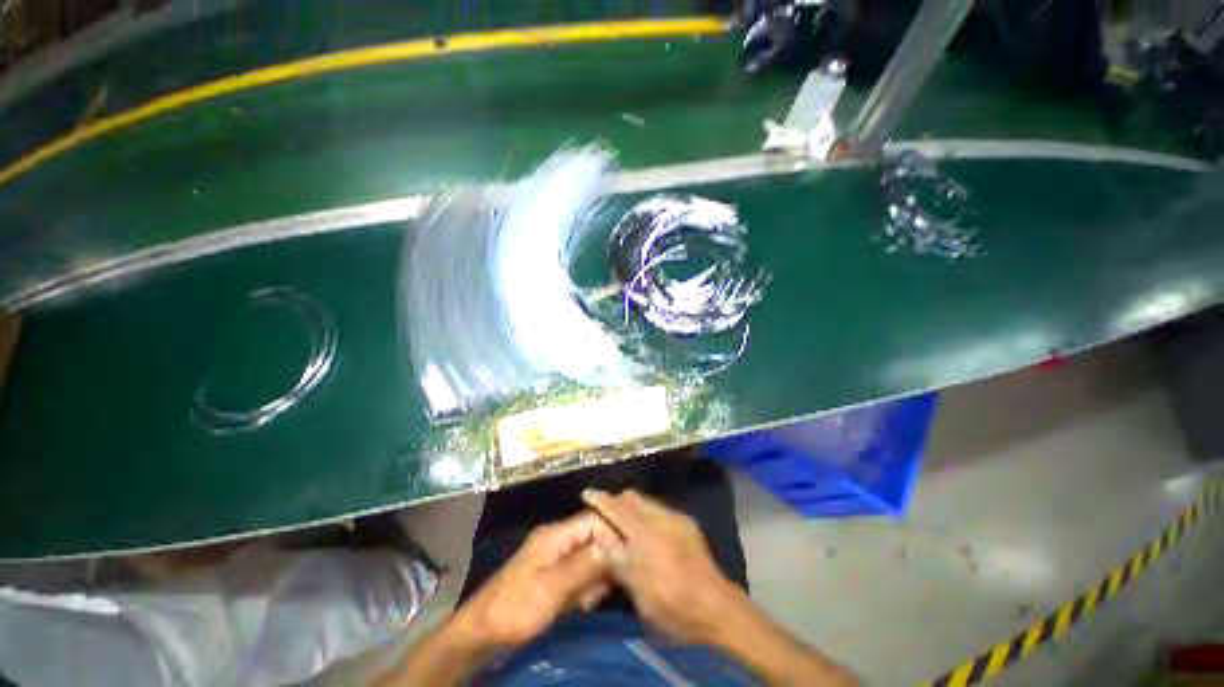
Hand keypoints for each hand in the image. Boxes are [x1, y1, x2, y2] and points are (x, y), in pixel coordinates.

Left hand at [452, 512, 618, 652]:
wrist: (481, 633)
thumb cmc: (515, 609)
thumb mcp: (551, 588)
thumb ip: (584, 565)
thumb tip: (614, 546)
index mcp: (556, 534)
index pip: (594, 520)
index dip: (613, 534)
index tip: (629, 557)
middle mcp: (557, 539)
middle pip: (593, 537)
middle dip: (605, 559)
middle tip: (610, 585)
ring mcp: (553, 557)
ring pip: (587, 556)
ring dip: (595, 576)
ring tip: (593, 599)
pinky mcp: (551, 574)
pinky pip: (577, 572)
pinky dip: (584, 586)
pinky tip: (584, 603)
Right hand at [581, 488, 746, 644]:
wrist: (718, 608)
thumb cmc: (674, 607)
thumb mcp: (639, 592)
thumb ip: (619, 559)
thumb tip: (600, 536)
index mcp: (647, 536)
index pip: (618, 509)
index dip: (601, 500)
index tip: (587, 493)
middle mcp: (662, 518)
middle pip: (632, 498)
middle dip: (615, 501)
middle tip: (603, 514)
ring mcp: (676, 518)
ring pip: (645, 501)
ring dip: (631, 507)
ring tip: (622, 523)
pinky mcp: (687, 522)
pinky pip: (658, 508)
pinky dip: (645, 513)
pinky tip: (644, 531)